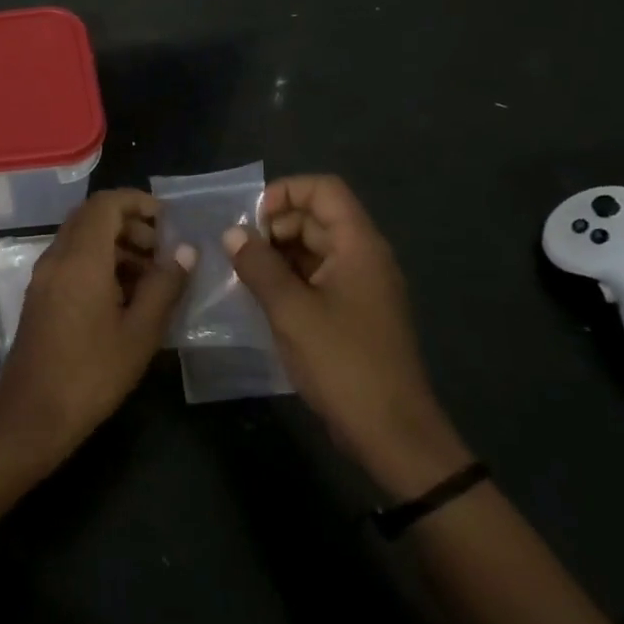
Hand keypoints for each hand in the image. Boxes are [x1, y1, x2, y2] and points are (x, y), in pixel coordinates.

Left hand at [0, 189, 193, 464]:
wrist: (32, 413)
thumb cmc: (92, 373)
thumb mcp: (140, 332)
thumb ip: (164, 286)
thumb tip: (184, 251)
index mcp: (81, 257)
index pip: (106, 203)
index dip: (138, 201)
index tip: (167, 220)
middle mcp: (57, 256)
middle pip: (91, 217)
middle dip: (129, 224)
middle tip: (162, 251)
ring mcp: (44, 275)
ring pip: (80, 238)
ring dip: (115, 245)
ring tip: (150, 277)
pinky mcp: (40, 294)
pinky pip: (71, 260)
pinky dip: (99, 262)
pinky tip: (124, 296)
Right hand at [224, 175, 470, 498]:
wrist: (392, 433)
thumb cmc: (344, 364)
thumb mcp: (291, 312)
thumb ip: (258, 266)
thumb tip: (232, 233)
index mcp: (359, 246)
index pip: (324, 190)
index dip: (285, 193)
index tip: (251, 220)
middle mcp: (363, 257)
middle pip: (316, 217)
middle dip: (274, 227)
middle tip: (238, 252)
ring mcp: (360, 286)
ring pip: (313, 248)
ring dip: (276, 254)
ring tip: (242, 274)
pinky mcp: (352, 312)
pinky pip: (316, 277)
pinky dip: (288, 278)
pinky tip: (260, 297)